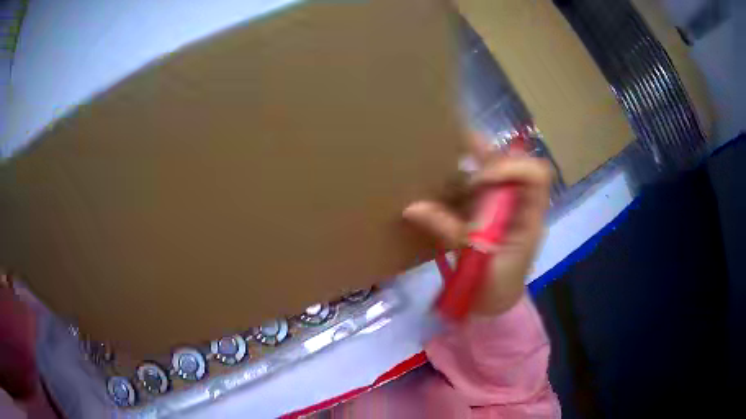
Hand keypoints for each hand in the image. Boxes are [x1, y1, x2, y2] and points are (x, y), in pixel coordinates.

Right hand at [403, 134, 552, 315]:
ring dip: (478, 159)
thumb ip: (447, 230)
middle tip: (460, 149)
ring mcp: (508, 208)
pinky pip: (483, 187)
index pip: (535, 175)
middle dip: (490, 154)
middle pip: (516, 165)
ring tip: (451, 154)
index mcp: (530, 217)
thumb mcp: (474, 260)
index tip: (478, 180)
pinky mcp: (491, 214)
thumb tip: (412, 208)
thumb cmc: (494, 287)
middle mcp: (523, 205)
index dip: (509, 167)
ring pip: (500, 171)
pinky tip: (448, 175)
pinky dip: (467, 176)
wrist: (495, 306)